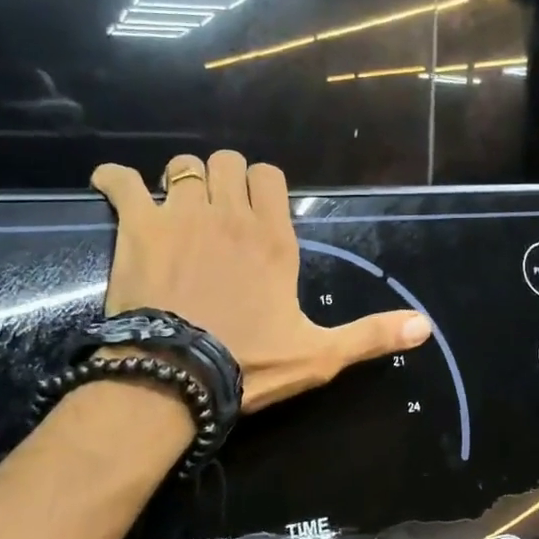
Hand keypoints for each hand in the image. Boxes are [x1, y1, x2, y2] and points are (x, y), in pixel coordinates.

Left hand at [92, 152, 431, 411]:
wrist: (178, 376)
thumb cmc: (250, 364)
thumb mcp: (319, 355)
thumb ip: (370, 335)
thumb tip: (425, 326)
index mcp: (272, 239)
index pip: (268, 176)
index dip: (260, 185)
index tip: (252, 208)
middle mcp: (230, 215)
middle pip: (224, 162)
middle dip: (220, 177)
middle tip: (213, 209)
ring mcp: (181, 216)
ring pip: (181, 166)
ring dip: (179, 179)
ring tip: (174, 206)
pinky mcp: (138, 227)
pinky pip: (121, 182)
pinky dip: (114, 180)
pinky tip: (113, 185)